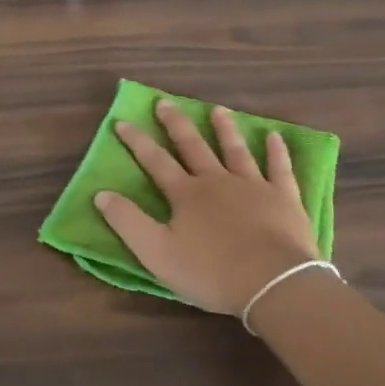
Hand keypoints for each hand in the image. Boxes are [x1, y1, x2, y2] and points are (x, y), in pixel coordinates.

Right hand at [94, 101, 320, 316]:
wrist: (272, 282)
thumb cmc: (210, 272)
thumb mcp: (157, 253)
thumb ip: (128, 222)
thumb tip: (101, 194)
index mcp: (186, 194)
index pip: (155, 161)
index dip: (137, 141)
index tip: (122, 121)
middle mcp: (217, 181)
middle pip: (193, 147)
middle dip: (176, 124)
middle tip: (165, 102)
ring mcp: (253, 186)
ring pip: (236, 150)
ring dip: (225, 129)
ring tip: (217, 110)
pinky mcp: (283, 198)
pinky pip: (279, 168)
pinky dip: (277, 151)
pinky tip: (275, 136)